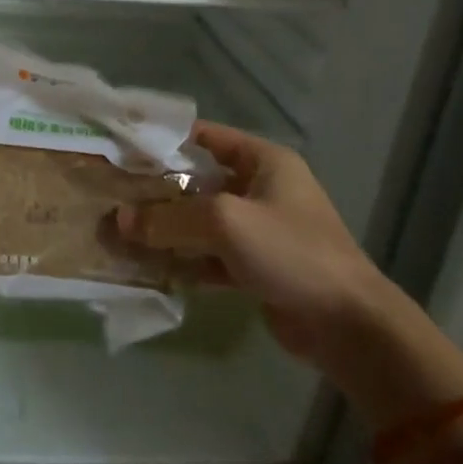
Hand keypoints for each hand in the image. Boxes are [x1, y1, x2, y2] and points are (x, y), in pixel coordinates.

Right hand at [115, 122, 387, 367]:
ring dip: (166, 229)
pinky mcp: (256, 267)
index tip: (123, 148)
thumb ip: (168, 218)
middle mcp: (261, 189)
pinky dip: (183, 259)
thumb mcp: (225, 222)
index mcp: (264, 162)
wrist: (349, 326)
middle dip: (158, 190)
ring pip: (201, 221)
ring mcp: (260, 230)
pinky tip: (150, 266)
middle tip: (113, 194)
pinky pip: (209, 255)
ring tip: (121, 232)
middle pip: (198, 181)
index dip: (165, 140)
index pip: (206, 137)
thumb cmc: (291, 252)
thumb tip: (119, 219)